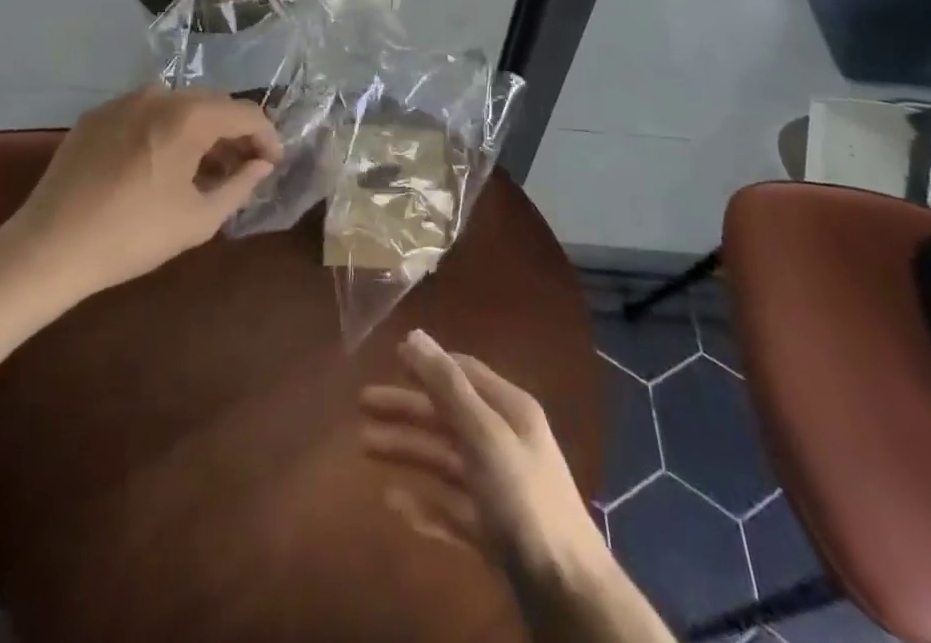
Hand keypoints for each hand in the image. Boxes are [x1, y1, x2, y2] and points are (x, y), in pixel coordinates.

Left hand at [0, 86, 281, 299]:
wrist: (47, 248)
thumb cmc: (132, 236)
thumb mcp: (199, 218)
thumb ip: (240, 185)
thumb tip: (261, 165)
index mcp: (189, 116)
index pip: (246, 113)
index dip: (267, 137)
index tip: (272, 164)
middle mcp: (159, 95)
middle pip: (213, 104)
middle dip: (234, 133)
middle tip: (242, 168)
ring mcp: (123, 101)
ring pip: (179, 106)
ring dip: (200, 131)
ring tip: (203, 169)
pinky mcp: (96, 115)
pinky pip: (146, 113)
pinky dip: (165, 131)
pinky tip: (160, 165)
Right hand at [360, 330, 607, 584]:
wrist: (567, 595)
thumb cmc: (524, 499)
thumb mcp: (484, 433)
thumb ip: (448, 386)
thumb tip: (414, 335)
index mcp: (509, 411)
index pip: (464, 373)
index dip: (429, 364)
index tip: (390, 358)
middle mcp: (504, 442)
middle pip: (447, 416)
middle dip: (406, 408)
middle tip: (362, 404)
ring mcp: (498, 489)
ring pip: (443, 459)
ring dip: (407, 449)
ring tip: (365, 446)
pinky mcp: (492, 531)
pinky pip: (449, 507)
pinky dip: (422, 501)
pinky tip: (393, 501)